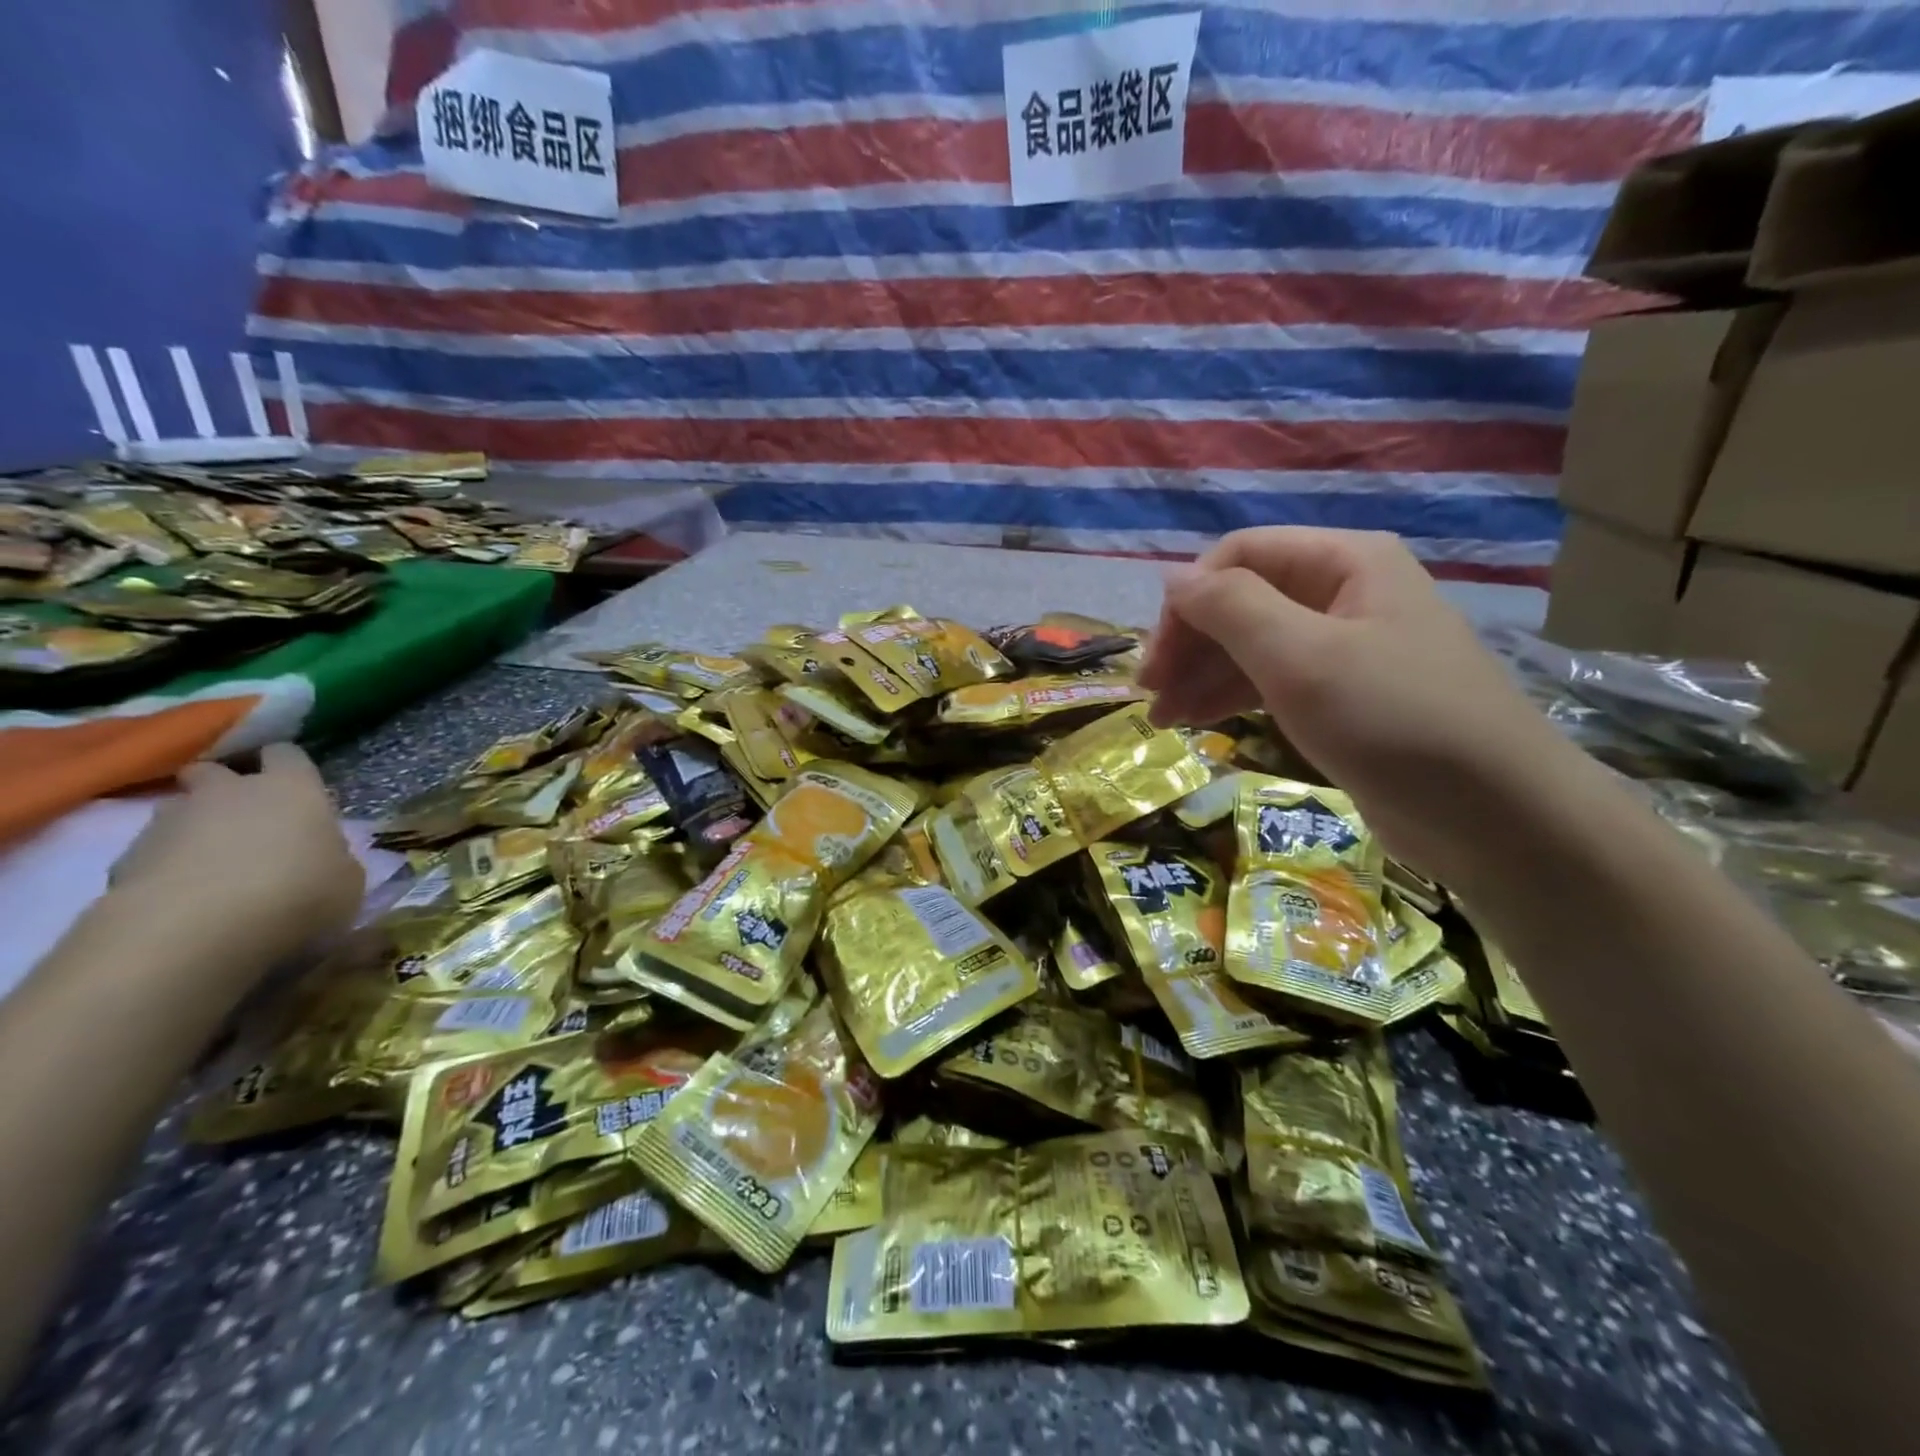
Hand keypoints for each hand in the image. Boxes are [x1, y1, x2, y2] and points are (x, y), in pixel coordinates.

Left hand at [110, 744, 363, 958]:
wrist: (191, 932)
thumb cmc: (295, 894)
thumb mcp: (346, 881)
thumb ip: (332, 858)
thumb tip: (320, 857)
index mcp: (292, 789)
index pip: (287, 753)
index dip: (289, 766)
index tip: (296, 785)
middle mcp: (229, 792)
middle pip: (214, 770)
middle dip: (223, 787)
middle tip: (244, 818)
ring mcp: (169, 822)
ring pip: (177, 809)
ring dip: (192, 826)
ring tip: (210, 862)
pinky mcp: (124, 859)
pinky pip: (149, 852)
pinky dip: (164, 866)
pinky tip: (180, 896)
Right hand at [1139, 528, 1581, 883]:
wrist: (1496, 815)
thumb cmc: (1393, 720)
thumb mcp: (1301, 657)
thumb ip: (1230, 608)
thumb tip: (1173, 579)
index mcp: (1343, 562)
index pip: (1238, 557)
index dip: (1188, 600)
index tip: (1157, 658)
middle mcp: (1344, 592)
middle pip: (1242, 600)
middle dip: (1190, 643)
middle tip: (1151, 694)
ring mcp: (1345, 646)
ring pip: (1253, 644)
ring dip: (1202, 674)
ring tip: (1163, 718)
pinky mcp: (1344, 696)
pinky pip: (1273, 680)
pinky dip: (1232, 696)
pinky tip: (1199, 722)